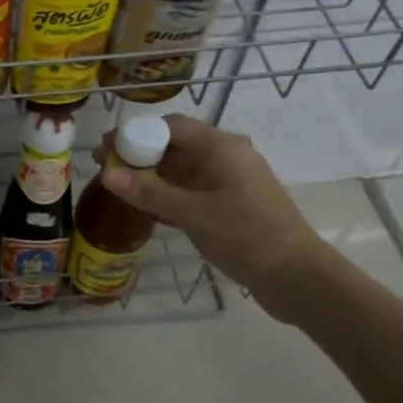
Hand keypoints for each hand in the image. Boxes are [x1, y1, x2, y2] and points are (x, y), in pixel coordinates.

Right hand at [96, 114, 334, 324]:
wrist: (297, 277)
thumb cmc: (245, 235)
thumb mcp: (192, 213)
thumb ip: (149, 191)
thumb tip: (108, 173)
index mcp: (221, 147)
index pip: (170, 126)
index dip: (135, 133)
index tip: (106, 149)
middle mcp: (227, 157)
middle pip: (175, 146)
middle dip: (140, 155)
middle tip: (105, 169)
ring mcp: (231, 182)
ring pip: (183, 171)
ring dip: (152, 177)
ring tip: (119, 189)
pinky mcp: (233, 206)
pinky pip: (193, 191)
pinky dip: (169, 196)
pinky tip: (147, 210)